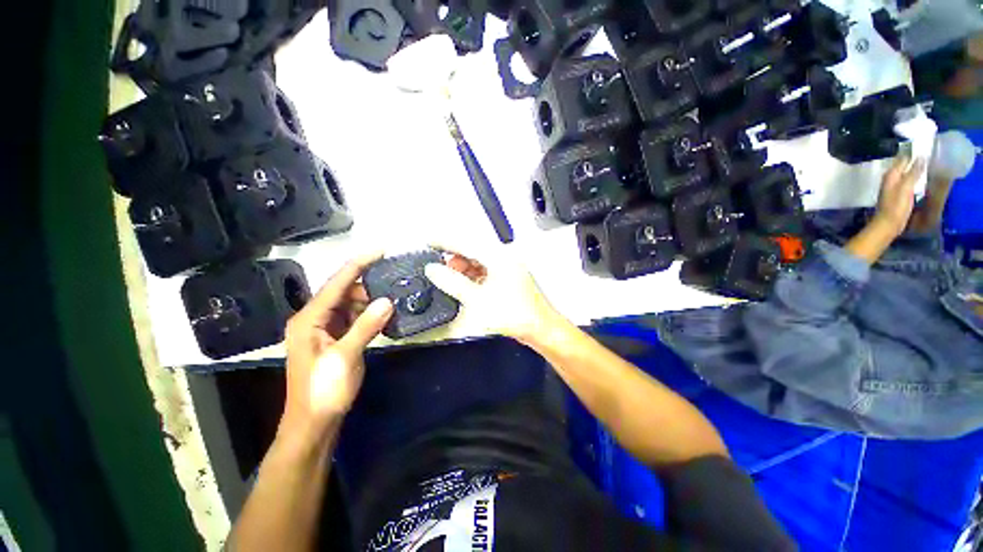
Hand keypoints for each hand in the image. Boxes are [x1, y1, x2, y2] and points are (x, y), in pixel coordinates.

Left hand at [280, 253, 393, 438]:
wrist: (313, 424)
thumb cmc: (323, 391)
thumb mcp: (345, 357)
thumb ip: (365, 326)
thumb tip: (387, 301)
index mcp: (310, 318)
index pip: (337, 282)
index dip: (359, 263)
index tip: (380, 250)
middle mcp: (315, 318)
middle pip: (344, 291)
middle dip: (369, 286)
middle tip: (395, 284)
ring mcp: (325, 329)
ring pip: (351, 305)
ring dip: (371, 302)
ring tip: (394, 300)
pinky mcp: (335, 339)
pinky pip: (354, 319)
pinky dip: (369, 316)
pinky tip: (385, 317)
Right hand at [424, 245, 560, 345]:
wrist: (538, 329)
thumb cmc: (515, 314)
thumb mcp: (477, 299)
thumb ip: (453, 282)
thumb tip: (434, 270)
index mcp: (499, 258)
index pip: (467, 243)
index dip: (445, 241)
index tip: (429, 241)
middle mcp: (504, 259)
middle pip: (473, 251)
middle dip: (454, 258)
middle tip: (437, 266)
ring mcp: (507, 270)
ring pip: (478, 262)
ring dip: (462, 268)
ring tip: (449, 277)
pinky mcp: (507, 280)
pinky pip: (485, 272)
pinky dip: (472, 276)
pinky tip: (464, 285)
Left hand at [872, 155, 924, 237]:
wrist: (888, 224)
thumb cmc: (896, 207)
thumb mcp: (906, 188)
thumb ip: (913, 173)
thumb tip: (921, 157)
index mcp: (891, 174)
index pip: (903, 158)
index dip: (912, 151)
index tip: (925, 143)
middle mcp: (891, 178)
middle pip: (904, 164)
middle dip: (915, 158)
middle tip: (930, 150)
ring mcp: (894, 186)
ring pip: (906, 171)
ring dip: (916, 166)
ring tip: (930, 160)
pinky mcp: (899, 193)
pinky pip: (908, 180)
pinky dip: (915, 176)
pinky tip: (923, 175)